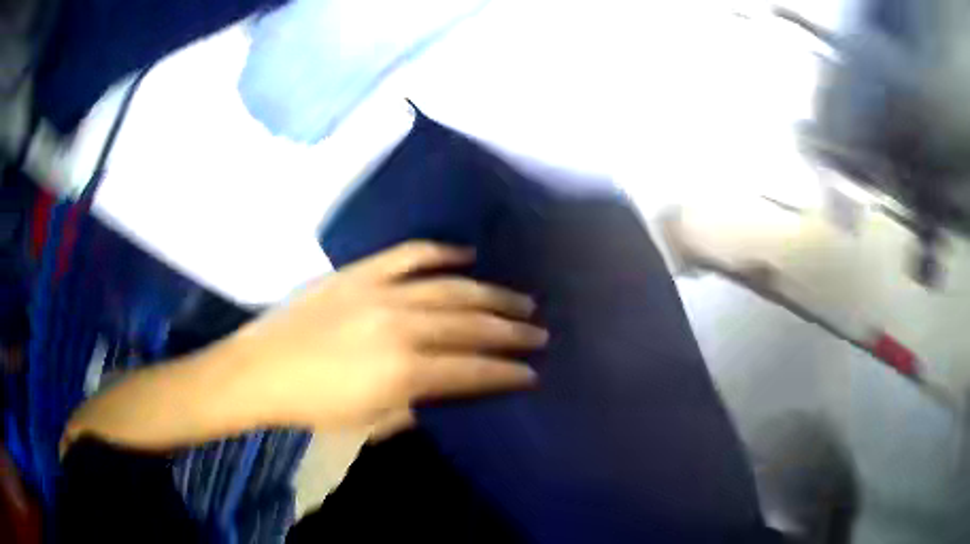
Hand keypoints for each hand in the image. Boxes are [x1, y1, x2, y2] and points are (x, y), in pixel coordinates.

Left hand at [219, 241, 546, 430]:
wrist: (261, 369)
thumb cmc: (313, 406)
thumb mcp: (370, 421)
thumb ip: (418, 405)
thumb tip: (450, 391)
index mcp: (403, 372)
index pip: (472, 370)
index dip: (507, 373)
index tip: (532, 372)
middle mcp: (401, 326)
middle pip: (472, 325)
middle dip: (512, 331)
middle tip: (539, 332)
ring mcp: (381, 292)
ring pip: (452, 288)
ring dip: (491, 295)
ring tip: (520, 300)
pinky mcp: (361, 272)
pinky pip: (410, 254)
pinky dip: (441, 252)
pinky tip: (467, 255)